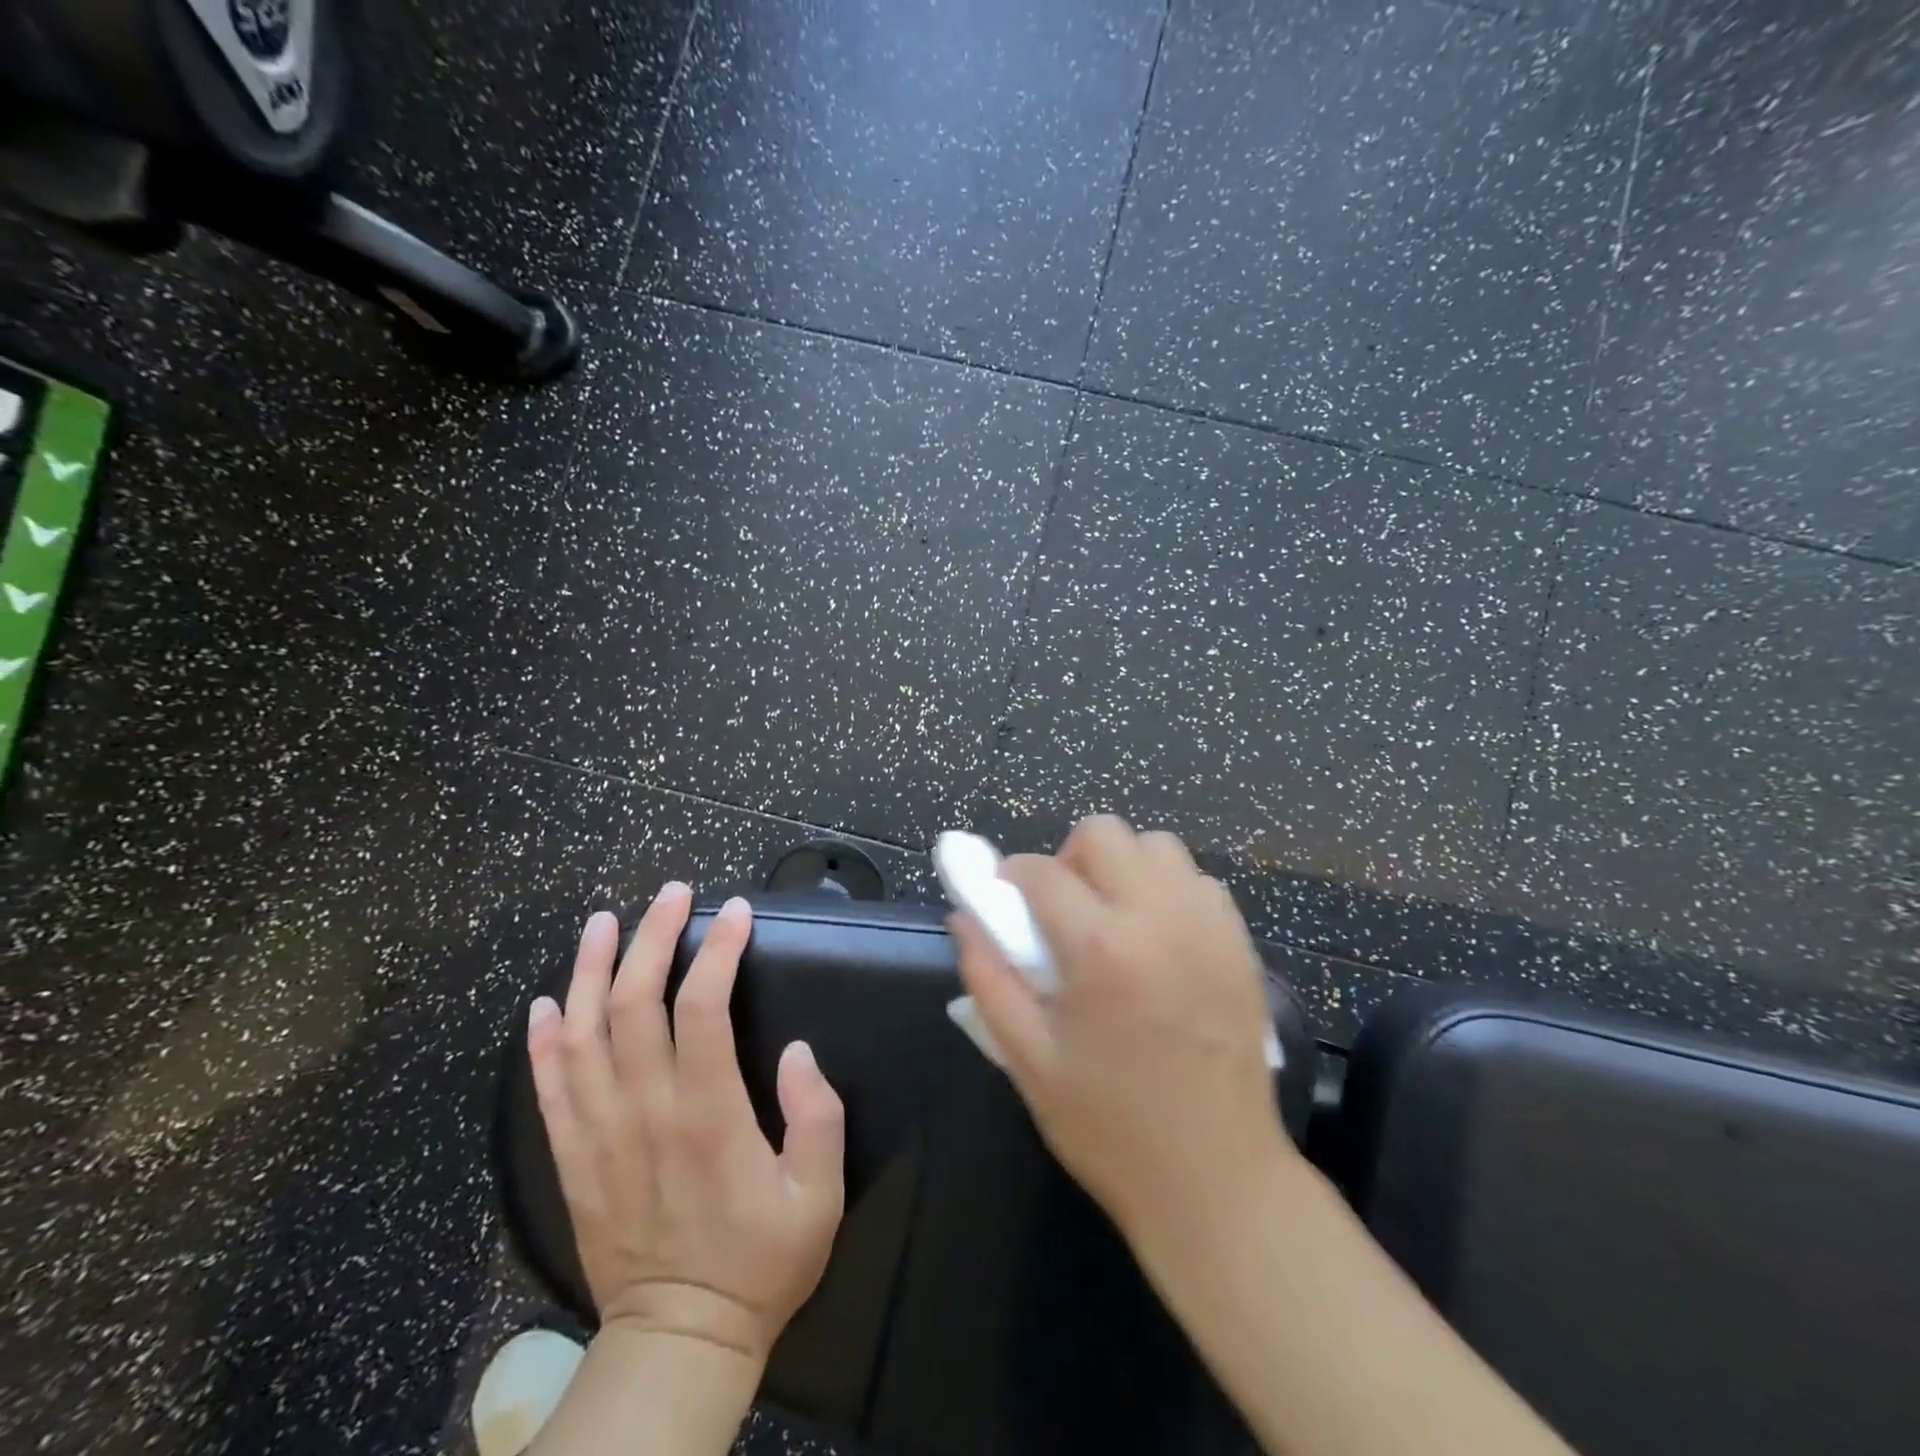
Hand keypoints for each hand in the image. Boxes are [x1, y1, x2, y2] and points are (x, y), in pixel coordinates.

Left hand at [527, 888, 845, 1364]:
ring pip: (582, 1032)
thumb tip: (798, 1051)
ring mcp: (599, 1133)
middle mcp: (644, 1111)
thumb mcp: (819, 1196)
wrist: (680, 1340)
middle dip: (653, 937)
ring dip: (589, 969)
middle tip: (673, 894)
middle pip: (634, 1002)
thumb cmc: (761, 1262)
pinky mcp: (572, 1159)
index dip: (717, 950)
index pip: (701, 1007)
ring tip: (603, 922)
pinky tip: (547, 1000)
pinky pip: (547, 1087)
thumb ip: (817, 1117)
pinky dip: (543, 1039)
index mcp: (707, 1115)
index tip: (736, 912)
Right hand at [951, 816, 1290, 1241]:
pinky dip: (1166, 889)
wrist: (1219, 1181)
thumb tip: (965, 918)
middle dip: (1068, 859)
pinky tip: (1156, 938)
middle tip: (1061, 911)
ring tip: (1111, 919)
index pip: (1040, 871)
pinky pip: (1196, 881)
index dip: (1009, 878)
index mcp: (1100, 948)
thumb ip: (989, 978)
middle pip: (1103, 833)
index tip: (1004, 903)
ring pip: (1156, 845)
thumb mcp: (1029, 1059)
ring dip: (1121, 867)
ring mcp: (1208, 926)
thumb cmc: (1111, 1127)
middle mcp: (1158, 918)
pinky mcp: (1240, 943)